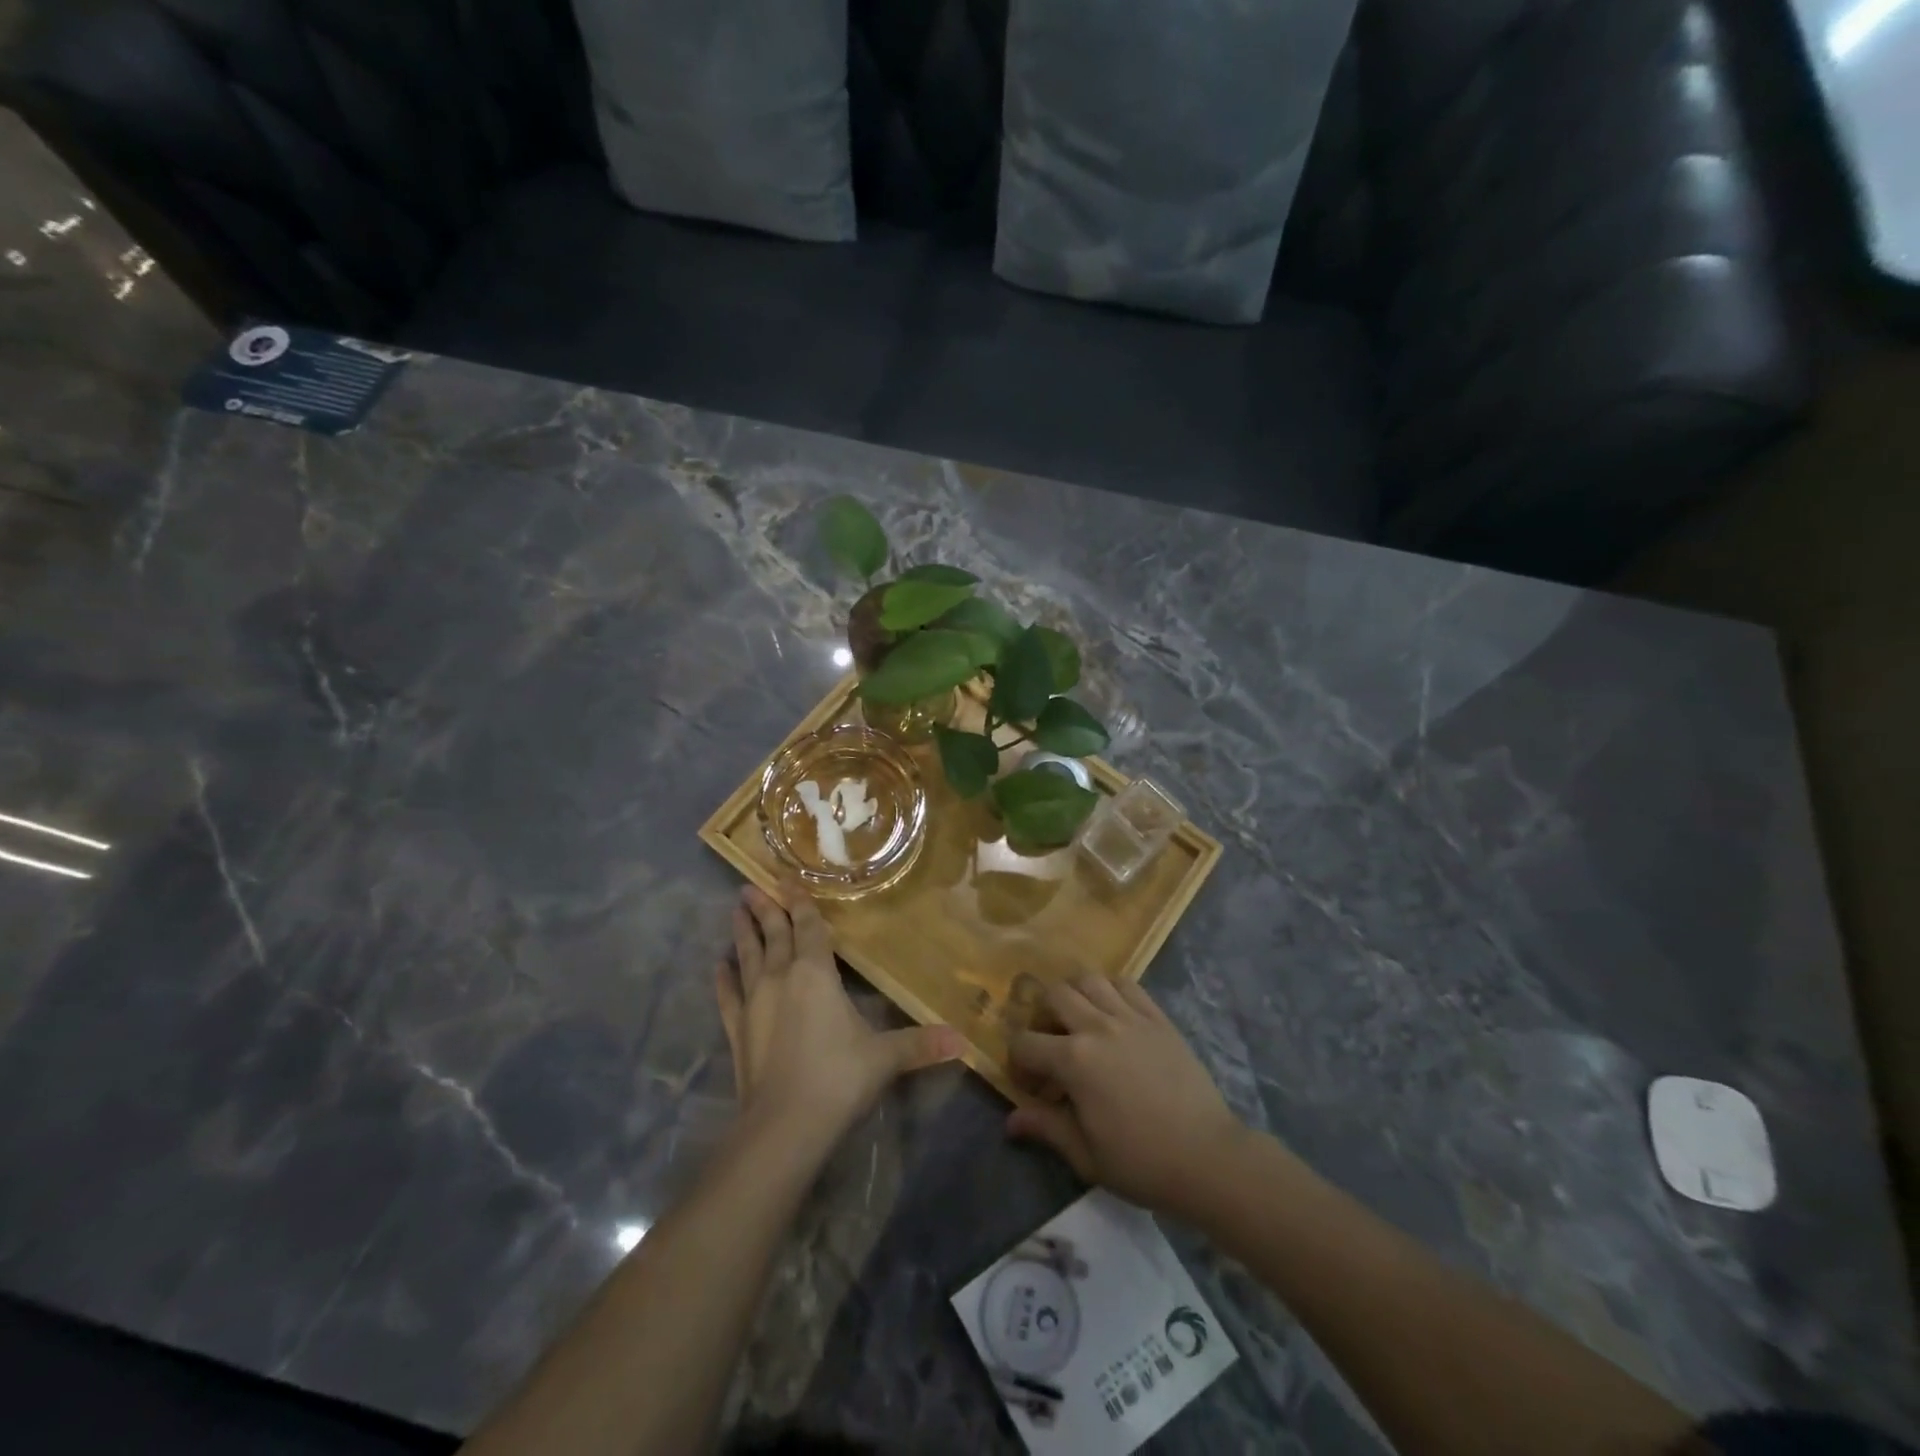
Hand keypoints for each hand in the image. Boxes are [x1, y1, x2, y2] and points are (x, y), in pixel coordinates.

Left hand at [716, 878, 961, 1144]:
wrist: (783, 1126)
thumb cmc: (838, 1077)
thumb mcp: (885, 1058)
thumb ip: (921, 1044)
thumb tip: (963, 1042)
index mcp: (815, 973)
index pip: (807, 926)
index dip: (798, 900)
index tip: (785, 877)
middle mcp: (780, 978)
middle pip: (773, 934)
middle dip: (765, 908)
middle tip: (751, 885)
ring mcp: (754, 1004)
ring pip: (747, 956)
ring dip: (742, 932)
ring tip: (736, 909)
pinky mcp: (737, 1031)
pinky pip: (727, 996)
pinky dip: (723, 979)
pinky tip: (718, 965)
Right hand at [1006, 977, 1247, 1218]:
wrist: (1208, 1157)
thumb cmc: (1142, 1163)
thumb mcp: (1086, 1155)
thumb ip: (1046, 1127)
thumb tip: (1010, 1121)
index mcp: (1074, 1060)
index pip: (1025, 1043)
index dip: (1018, 1062)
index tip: (1029, 1085)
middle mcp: (1097, 1026)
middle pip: (1054, 995)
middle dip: (1041, 1016)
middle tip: (1050, 1044)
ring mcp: (1130, 1017)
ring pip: (1089, 979)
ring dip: (1074, 993)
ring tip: (1078, 1019)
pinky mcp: (1158, 1017)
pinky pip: (1126, 984)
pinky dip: (1111, 989)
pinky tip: (1112, 1012)